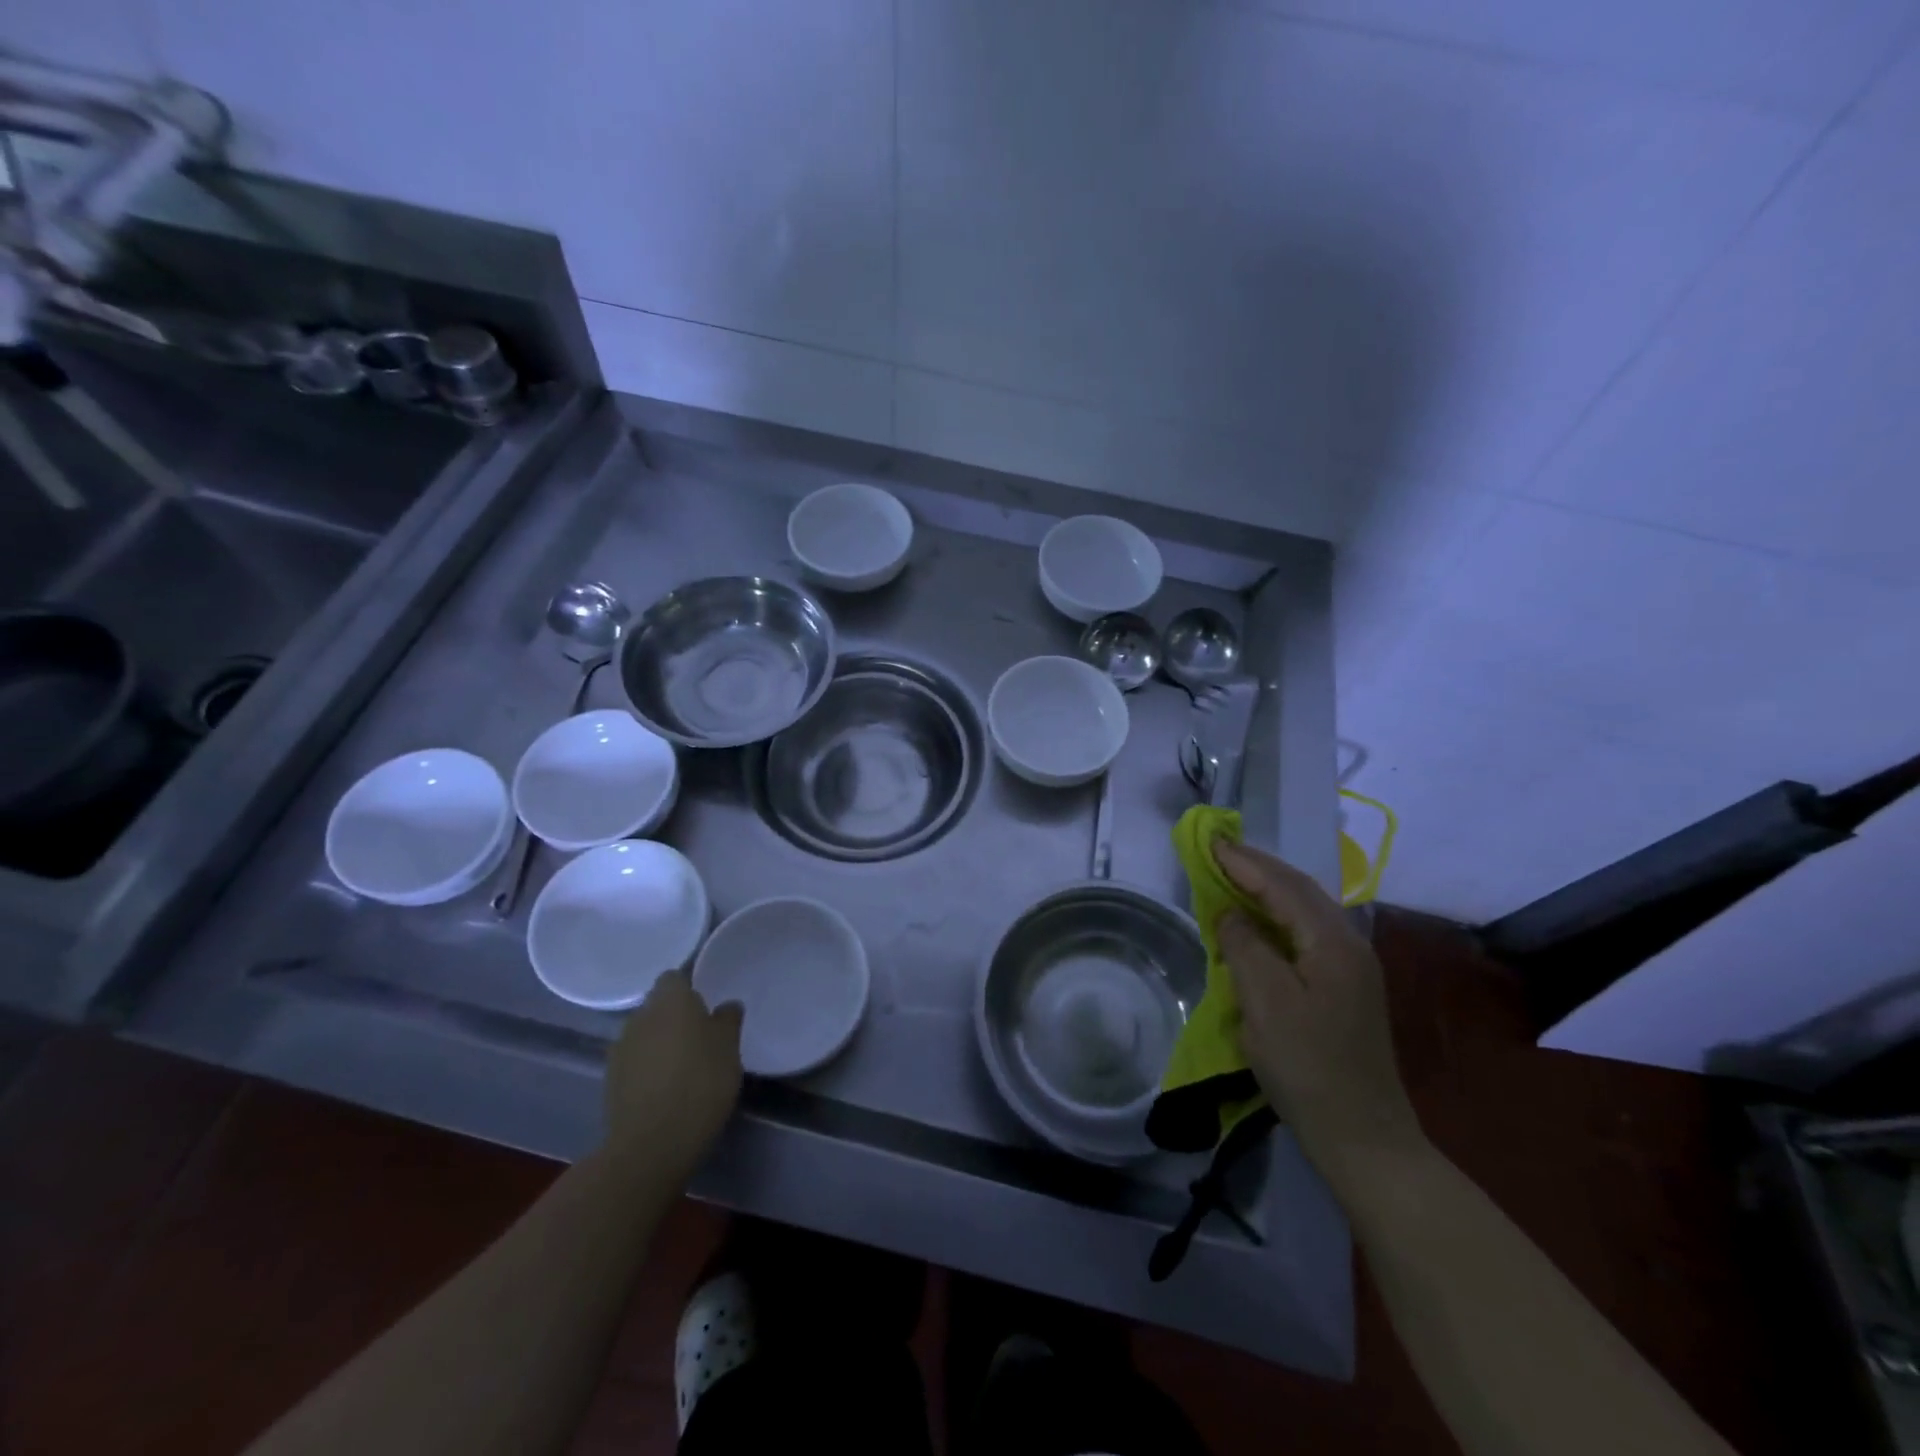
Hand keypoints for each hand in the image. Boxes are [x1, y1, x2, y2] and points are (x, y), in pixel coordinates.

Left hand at [603, 971, 742, 1163]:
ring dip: (660, 1043)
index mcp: (670, 1000)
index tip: (707, 1006)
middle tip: (701, 1037)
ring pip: (644, 1034)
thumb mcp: (729, 1049)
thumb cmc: (700, 1083)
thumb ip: (728, 1020)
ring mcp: (619, 1050)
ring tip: (684, 1066)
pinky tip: (666, 1089)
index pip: (674, 978)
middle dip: (675, 1017)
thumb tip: (726, 1005)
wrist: (650, 1145)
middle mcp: (639, 1017)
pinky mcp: (610, 1082)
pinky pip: (634, 1062)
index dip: (689, 988)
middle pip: (658, 1007)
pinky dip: (648, 1069)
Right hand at [1212, 840, 1422, 1171]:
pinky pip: (1305, 932)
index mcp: (1332, 942)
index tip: (1209, 841)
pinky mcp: (1344, 987)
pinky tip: (1256, 921)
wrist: (1362, 1136)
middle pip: (1299, 890)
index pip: (1283, 886)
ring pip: (1304, 909)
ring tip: (1231, 876)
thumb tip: (1229, 914)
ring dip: (1267, 888)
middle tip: (1217, 851)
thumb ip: (1244, 946)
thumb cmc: (1308, 1066)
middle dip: (1257, 867)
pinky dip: (1275, 916)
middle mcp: (1349, 944)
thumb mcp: (1265, 1002)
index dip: (1244, 862)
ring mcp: (1351, 967)